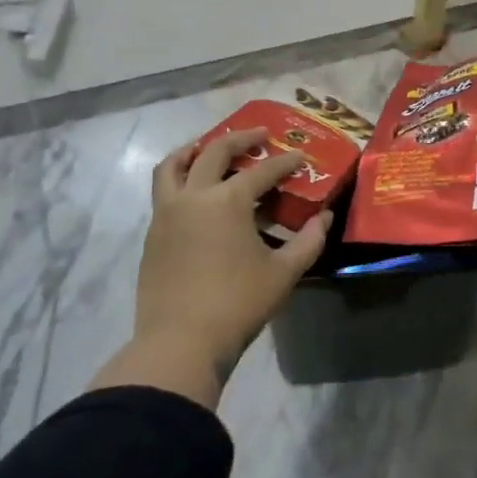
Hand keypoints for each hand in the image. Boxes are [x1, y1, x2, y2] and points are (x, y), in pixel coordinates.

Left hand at [134, 127, 332, 381]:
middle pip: (214, 151)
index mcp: (228, 201)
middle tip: (259, 135)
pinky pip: (163, 190)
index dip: (285, 162)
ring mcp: (167, 213)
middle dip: (240, 139)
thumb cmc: (238, 304)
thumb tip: (324, 218)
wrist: (180, 342)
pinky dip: (179, 177)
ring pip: (174, 166)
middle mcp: (194, 196)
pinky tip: (194, 191)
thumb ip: (308, 241)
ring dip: (194, 149)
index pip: (262, 170)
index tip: (300, 157)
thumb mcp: (284, 273)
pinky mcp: (153, 234)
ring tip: (209, 147)